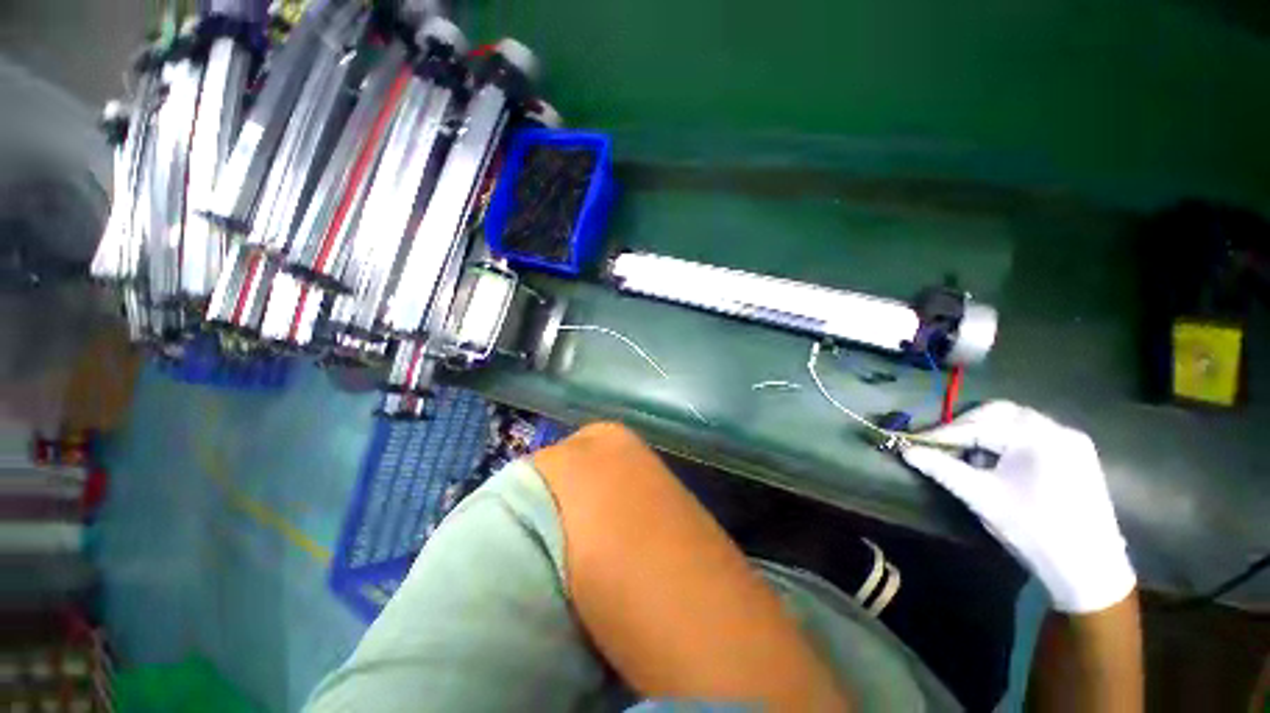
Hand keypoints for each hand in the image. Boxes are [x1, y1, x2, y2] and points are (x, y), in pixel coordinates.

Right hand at [901, 401, 1135, 613]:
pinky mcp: (1077, 454)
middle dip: (966, 426)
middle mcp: (1058, 429)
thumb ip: (942, 468)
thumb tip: (906, 451)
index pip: (978, 426)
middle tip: (942, 445)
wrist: (1088, 570)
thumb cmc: (1033, 531)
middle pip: (999, 413)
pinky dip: (1007, 442)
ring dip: (986, 433)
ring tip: (969, 456)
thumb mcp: (981, 498)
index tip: (914, 443)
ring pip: (1016, 421)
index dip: (942, 434)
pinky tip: (997, 463)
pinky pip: (1033, 435)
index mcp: (1038, 438)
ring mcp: (1072, 441)